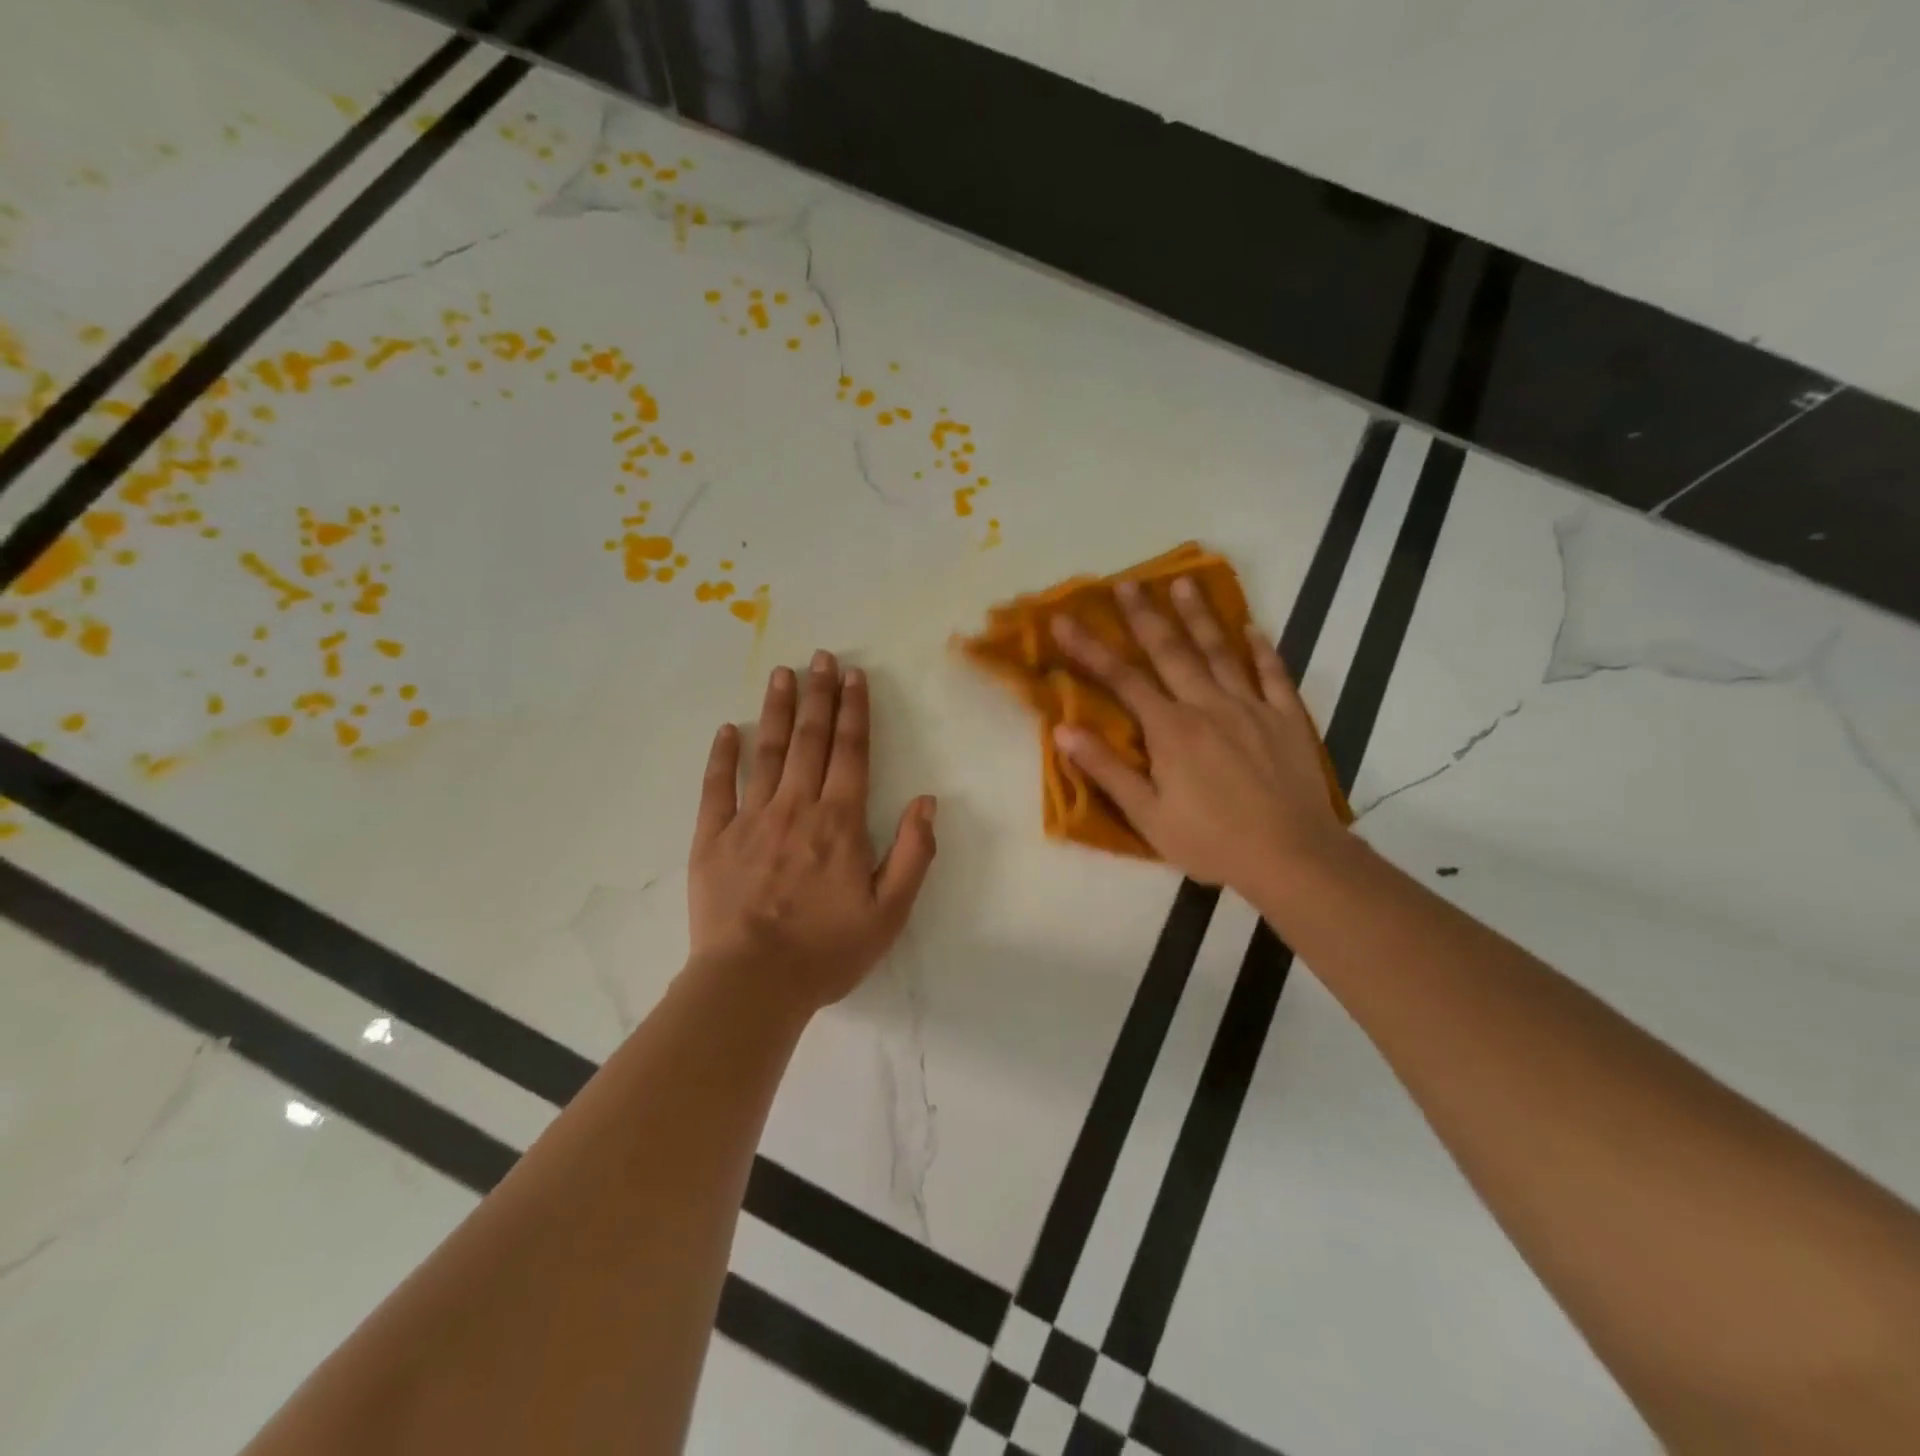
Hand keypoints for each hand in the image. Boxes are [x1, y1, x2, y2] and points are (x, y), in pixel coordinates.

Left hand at [688, 650, 937, 1012]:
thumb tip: (927, 800)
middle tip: (820, 657)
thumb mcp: (890, 911)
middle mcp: (796, 808)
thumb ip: (913, 853)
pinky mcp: (712, 839)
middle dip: (818, 695)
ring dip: (777, 711)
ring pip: (766, 752)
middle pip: (810, 740)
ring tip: (782, 674)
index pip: (851, 752)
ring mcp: (749, 819)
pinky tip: (727, 730)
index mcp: (839, 822)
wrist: (752, 984)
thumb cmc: (827, 950)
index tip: (854, 676)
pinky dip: (722, 756)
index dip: (854, 711)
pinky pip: (716, 787)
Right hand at [1050, 578, 1347, 894]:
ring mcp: (1251, 708)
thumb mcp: (1148, 815)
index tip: (1064, 619)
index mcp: (1171, 730)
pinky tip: (1253, 628)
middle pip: (1171, 651)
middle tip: (1127, 582)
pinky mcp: (1286, 719)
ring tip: (1184, 583)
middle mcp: (1208, 706)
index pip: (1122, 679)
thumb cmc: (1212, 841)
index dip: (1090, 648)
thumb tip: (1063, 730)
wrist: (1292, 857)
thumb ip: (1107, 769)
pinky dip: (1262, 649)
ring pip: (1220, 652)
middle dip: (1145, 616)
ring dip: (1199, 616)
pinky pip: (1273, 675)